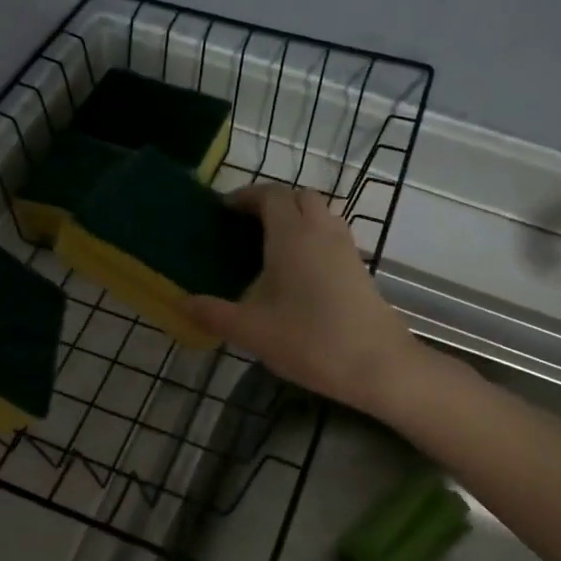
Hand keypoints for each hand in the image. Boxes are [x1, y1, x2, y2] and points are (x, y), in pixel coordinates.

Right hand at [184, 184, 418, 412]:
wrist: (378, 365)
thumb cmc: (310, 340)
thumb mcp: (252, 331)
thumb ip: (214, 313)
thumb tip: (182, 303)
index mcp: (292, 235)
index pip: (270, 195)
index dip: (245, 196)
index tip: (223, 210)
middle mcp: (321, 231)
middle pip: (298, 197)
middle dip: (271, 202)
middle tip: (245, 226)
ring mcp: (345, 248)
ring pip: (320, 214)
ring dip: (295, 218)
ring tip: (270, 246)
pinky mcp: (359, 267)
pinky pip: (332, 235)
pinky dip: (312, 237)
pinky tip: (297, 272)